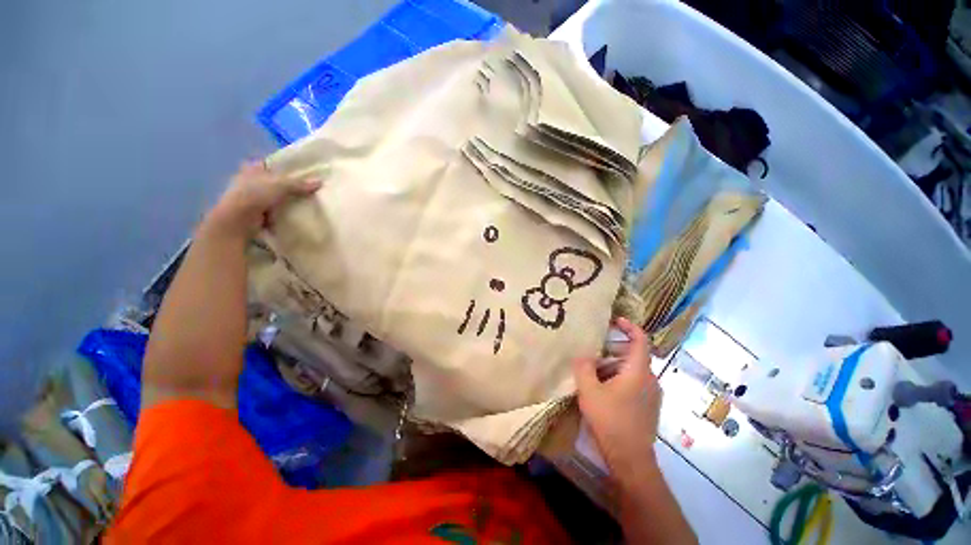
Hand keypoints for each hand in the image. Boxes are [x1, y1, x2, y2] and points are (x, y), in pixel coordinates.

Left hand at [207, 161, 321, 235]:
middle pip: (273, 181)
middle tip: (307, 189)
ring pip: (274, 197)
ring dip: (285, 200)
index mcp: (252, 168)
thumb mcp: (280, 185)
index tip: (300, 172)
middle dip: (287, 186)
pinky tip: (296, 214)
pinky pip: (274, 210)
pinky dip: (283, 213)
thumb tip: (320, 182)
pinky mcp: (256, 213)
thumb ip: (299, 184)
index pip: (270, 164)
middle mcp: (249, 181)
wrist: (238, 220)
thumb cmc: (254, 195)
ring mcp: (252, 198)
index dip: (283, 167)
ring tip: (305, 203)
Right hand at [573, 317, 661, 477]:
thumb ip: (584, 367)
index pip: (640, 340)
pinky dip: (618, 377)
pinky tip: (602, 388)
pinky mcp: (647, 405)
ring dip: (613, 365)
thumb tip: (583, 355)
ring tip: (593, 370)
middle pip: (634, 354)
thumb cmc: (610, 420)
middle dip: (613, 349)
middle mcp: (649, 379)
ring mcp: (651, 394)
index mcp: (638, 371)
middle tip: (593, 350)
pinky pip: (633, 382)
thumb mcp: (589, 390)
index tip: (615, 320)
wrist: (630, 458)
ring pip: (632, 369)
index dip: (629, 326)